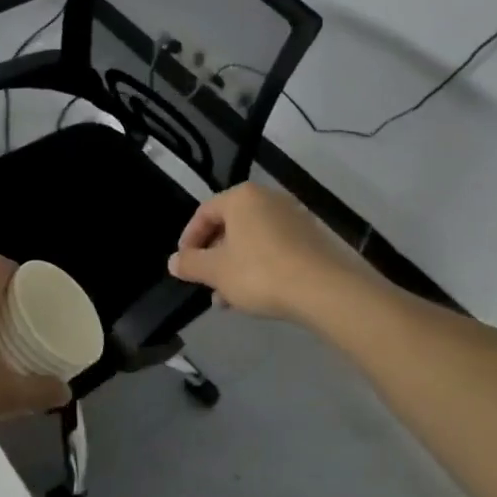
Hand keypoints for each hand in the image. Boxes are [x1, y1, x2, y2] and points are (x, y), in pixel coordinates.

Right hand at [168, 183, 369, 320]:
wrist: (323, 289)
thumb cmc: (260, 272)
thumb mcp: (216, 271)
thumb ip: (191, 264)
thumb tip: (173, 261)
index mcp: (241, 197)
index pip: (204, 213)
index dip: (189, 240)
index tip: (184, 264)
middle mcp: (268, 199)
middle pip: (230, 226)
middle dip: (214, 257)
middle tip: (206, 284)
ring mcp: (293, 217)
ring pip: (252, 240)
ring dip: (235, 266)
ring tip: (228, 299)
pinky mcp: (311, 237)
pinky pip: (274, 248)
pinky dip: (259, 266)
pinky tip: (256, 295)